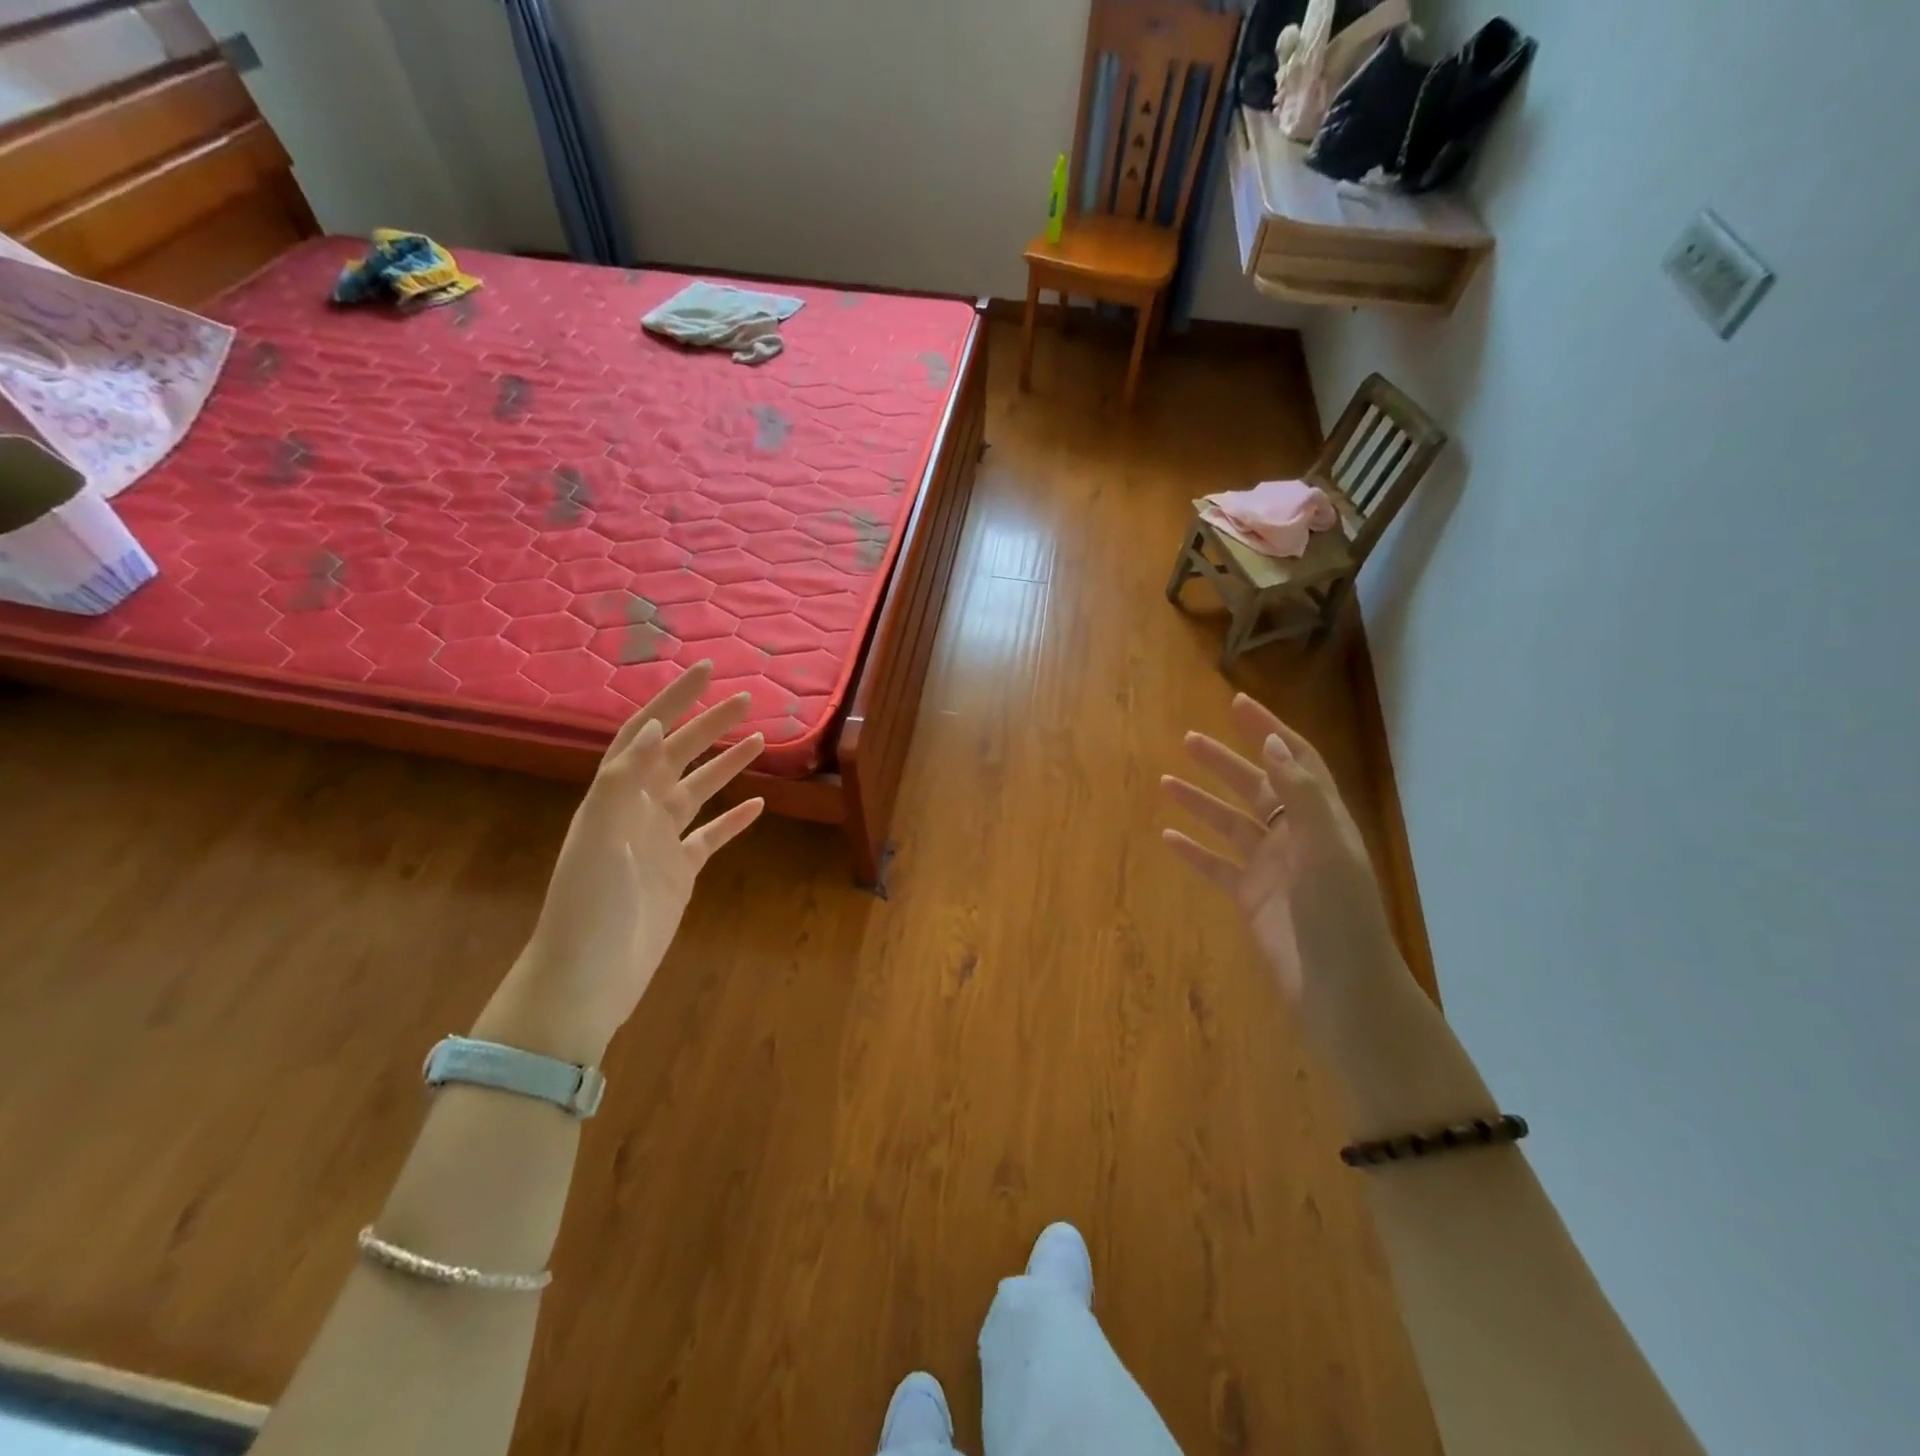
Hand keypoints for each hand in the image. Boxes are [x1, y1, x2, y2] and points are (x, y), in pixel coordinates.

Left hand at [479, 663, 764, 1063]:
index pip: (645, 734)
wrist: (588, 977)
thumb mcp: (599, 837)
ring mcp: (660, 842)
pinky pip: (711, 835)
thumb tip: (655, 724)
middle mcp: (637, 811)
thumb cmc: (588, 905)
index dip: (672, 700)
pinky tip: (758, 804)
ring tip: (760, 739)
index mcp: (614, 796)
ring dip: (726, 764)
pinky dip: (733, 818)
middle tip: (746, 699)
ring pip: (698, 790)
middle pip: (678, 755)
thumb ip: (624, 780)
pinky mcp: (680, 872)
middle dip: (709, 724)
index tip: (705, 671)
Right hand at [1160, 693, 1400, 1041]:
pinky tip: (1167, 836)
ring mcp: (1272, 868)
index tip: (1237, 705)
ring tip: (1166, 782)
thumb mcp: (1326, 848)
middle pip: (1257, 786)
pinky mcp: (1251, 898)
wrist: (1341, 990)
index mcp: (1322, 819)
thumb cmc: (1340, 915)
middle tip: (1188, 739)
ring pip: (1230, 823)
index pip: (1295, 761)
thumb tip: (1272, 745)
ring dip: (1201, 801)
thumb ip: (1299, 795)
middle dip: (1225, 761)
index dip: (1270, 731)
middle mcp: (1296, 837)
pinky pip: (1216, 866)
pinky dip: (1193, 850)